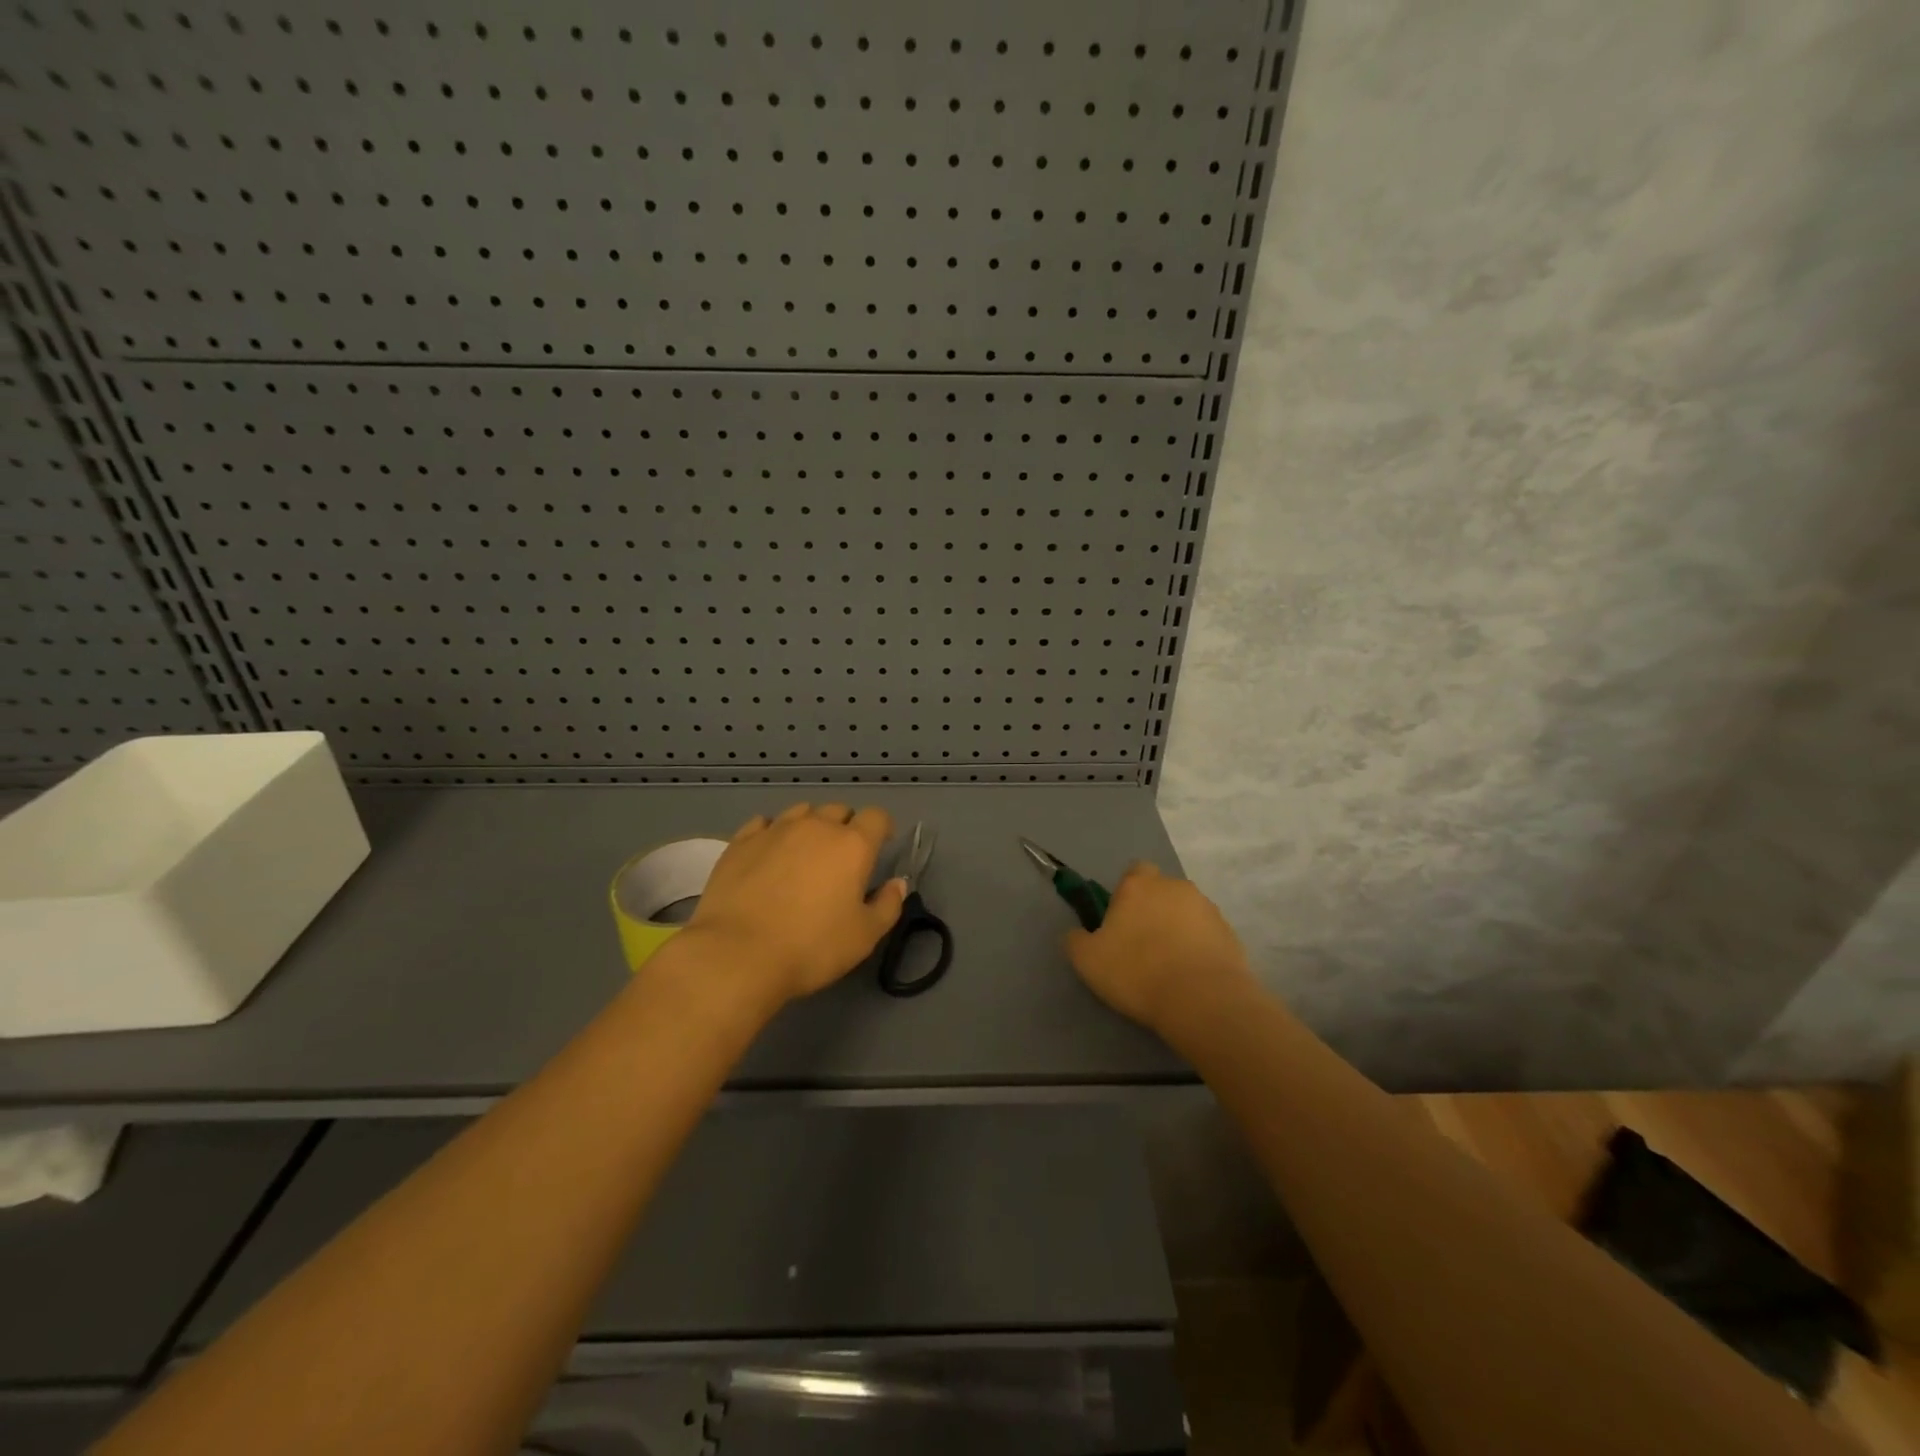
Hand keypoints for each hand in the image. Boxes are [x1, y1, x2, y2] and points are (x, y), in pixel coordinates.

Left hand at [672, 802, 906, 1009]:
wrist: (738, 954)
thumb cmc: (811, 947)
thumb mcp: (864, 936)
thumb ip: (887, 905)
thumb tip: (896, 884)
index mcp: (853, 845)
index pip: (876, 817)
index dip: (882, 828)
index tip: (880, 846)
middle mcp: (816, 827)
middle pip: (839, 810)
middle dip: (846, 827)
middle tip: (841, 858)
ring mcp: (775, 830)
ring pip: (801, 812)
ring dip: (810, 826)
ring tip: (804, 854)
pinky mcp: (741, 842)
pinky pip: (763, 823)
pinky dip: (772, 832)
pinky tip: (768, 853)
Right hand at [1065, 862, 1255, 1033]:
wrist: (1202, 1001)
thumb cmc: (1137, 972)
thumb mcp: (1086, 960)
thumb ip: (1076, 939)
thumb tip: (1078, 933)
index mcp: (1139, 884)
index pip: (1133, 872)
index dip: (1126, 895)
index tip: (1120, 923)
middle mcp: (1175, 886)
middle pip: (1160, 892)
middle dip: (1153, 912)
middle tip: (1141, 947)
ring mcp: (1207, 908)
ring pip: (1185, 913)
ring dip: (1177, 930)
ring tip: (1169, 967)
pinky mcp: (1230, 934)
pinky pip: (1207, 935)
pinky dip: (1198, 949)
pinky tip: (1191, 976)